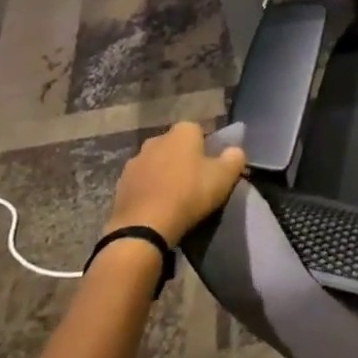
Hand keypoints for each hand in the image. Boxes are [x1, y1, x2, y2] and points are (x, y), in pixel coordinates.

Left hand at [108, 121, 246, 244]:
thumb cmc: (189, 194)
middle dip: (183, 159)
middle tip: (194, 183)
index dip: (205, 149)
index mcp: (182, 132)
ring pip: (156, 163)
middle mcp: (157, 138)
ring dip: (164, 175)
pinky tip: (156, 208)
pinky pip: (141, 182)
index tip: (210, 169)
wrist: (145, 226)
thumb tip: (235, 151)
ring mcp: (136, 160)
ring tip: (173, 198)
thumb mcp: (224, 177)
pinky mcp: (121, 183)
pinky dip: (148, 190)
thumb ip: (234, 159)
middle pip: (175, 146)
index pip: (198, 131)